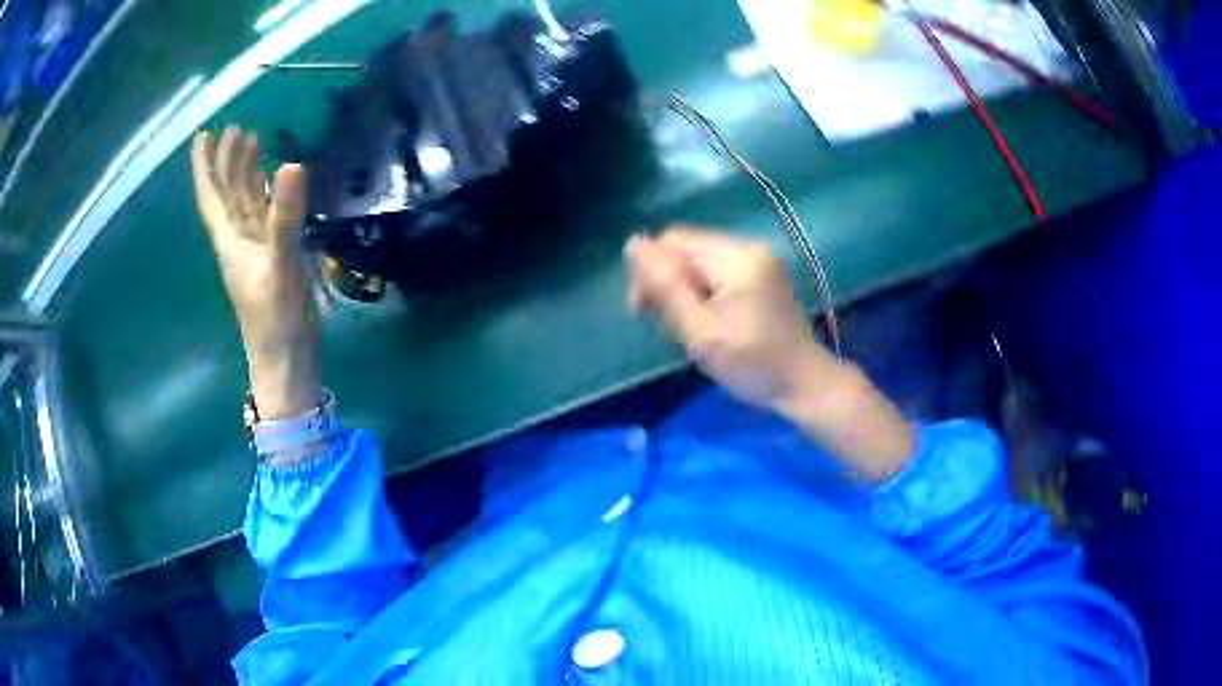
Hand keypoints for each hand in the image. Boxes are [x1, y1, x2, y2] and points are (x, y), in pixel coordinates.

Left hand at [191, 127, 321, 418]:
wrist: (287, 360)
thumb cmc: (275, 320)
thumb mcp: (279, 267)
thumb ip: (284, 218)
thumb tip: (291, 164)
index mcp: (231, 242)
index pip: (213, 197)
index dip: (206, 166)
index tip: (203, 135)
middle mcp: (239, 241)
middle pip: (229, 195)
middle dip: (229, 162)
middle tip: (237, 129)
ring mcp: (257, 250)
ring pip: (246, 204)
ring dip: (247, 174)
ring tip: (254, 144)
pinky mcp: (275, 258)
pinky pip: (266, 217)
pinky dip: (268, 196)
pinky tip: (275, 185)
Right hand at [626, 227, 831, 408]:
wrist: (804, 385)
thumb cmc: (753, 365)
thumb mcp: (701, 333)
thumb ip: (665, 289)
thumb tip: (632, 244)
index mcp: (737, 258)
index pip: (673, 244)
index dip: (650, 272)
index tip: (644, 312)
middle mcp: (749, 248)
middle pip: (686, 249)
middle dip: (668, 283)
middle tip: (668, 325)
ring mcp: (759, 260)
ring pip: (698, 262)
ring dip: (684, 291)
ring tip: (690, 326)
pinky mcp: (762, 274)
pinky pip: (717, 272)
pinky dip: (703, 293)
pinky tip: (707, 320)